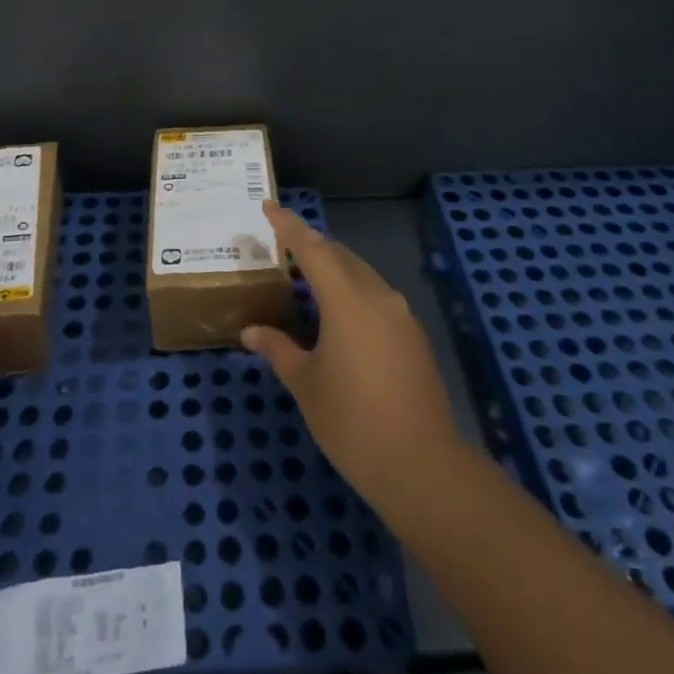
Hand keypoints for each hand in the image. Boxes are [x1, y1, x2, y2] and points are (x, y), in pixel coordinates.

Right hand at [240, 203, 464, 513]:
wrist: (423, 466)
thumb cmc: (353, 423)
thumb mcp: (306, 384)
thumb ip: (278, 349)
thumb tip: (251, 332)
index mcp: (347, 300)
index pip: (311, 248)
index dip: (288, 225)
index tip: (268, 206)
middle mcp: (377, 295)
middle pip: (339, 256)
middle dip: (310, 245)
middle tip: (281, 244)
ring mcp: (400, 314)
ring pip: (361, 274)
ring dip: (333, 267)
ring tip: (305, 275)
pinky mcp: (413, 334)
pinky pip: (376, 295)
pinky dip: (352, 290)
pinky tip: (338, 312)